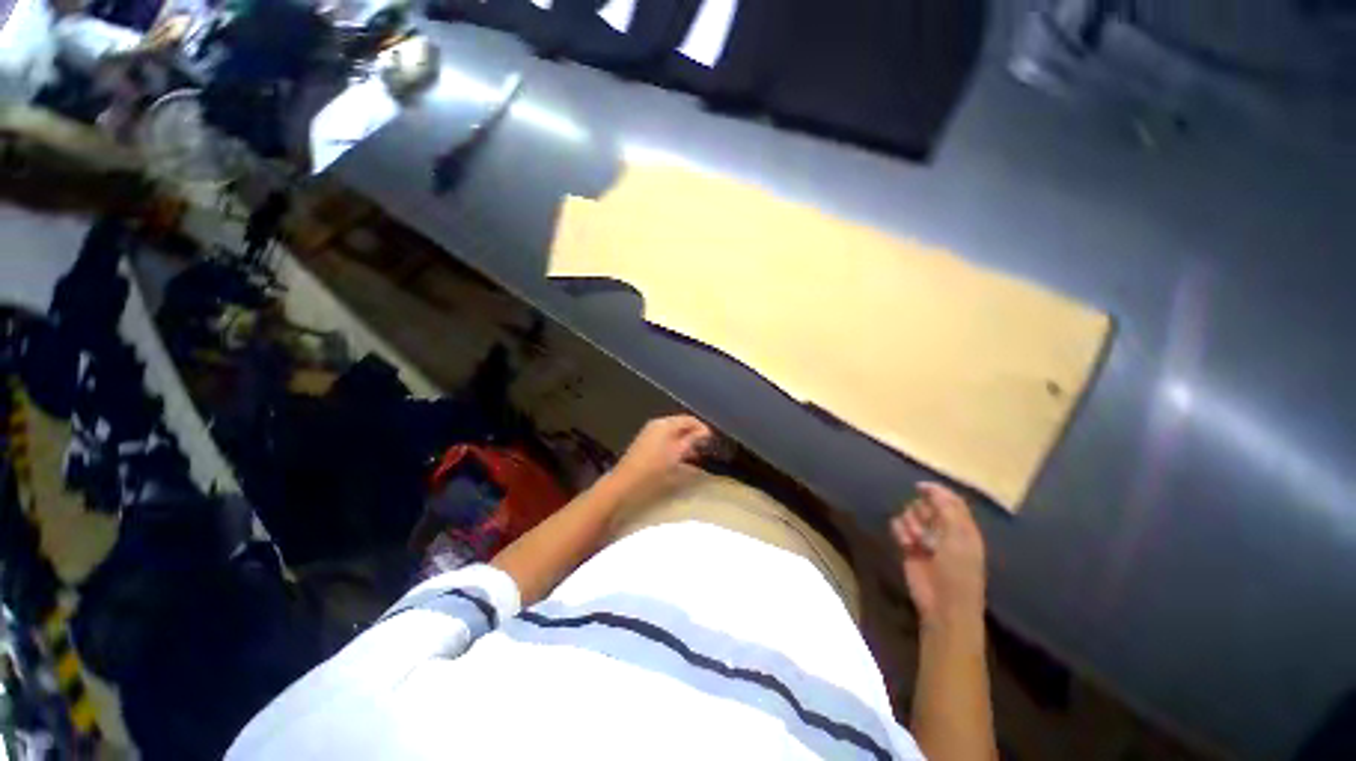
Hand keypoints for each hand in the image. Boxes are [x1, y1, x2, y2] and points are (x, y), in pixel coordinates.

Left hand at [607, 415, 713, 506]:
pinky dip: (675, 446)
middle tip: (706, 448)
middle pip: (681, 425)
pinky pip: (665, 440)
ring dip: (685, 442)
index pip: (689, 419)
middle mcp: (656, 425)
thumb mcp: (677, 454)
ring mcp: (649, 434)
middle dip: (694, 435)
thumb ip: (692, 440)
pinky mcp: (645, 444)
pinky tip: (681, 459)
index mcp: (665, 423)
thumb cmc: (654, 469)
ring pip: (673, 433)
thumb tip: (704, 432)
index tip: (712, 440)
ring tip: (697, 455)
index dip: (702, 428)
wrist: (625, 483)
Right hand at [891, 482, 985, 628]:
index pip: (949, 500)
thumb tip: (928, 487)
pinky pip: (897, 525)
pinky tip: (906, 544)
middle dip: (922, 512)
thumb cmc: (958, 571)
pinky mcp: (908, 545)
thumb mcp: (958, 537)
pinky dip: (900, 531)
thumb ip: (946, 508)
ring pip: (909, 513)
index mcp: (962, 526)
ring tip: (917, 540)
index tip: (920, 488)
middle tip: (926, 527)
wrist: (942, 604)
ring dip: (911, 524)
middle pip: (926, 504)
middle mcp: (943, 529)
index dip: (935, 491)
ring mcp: (924, 537)